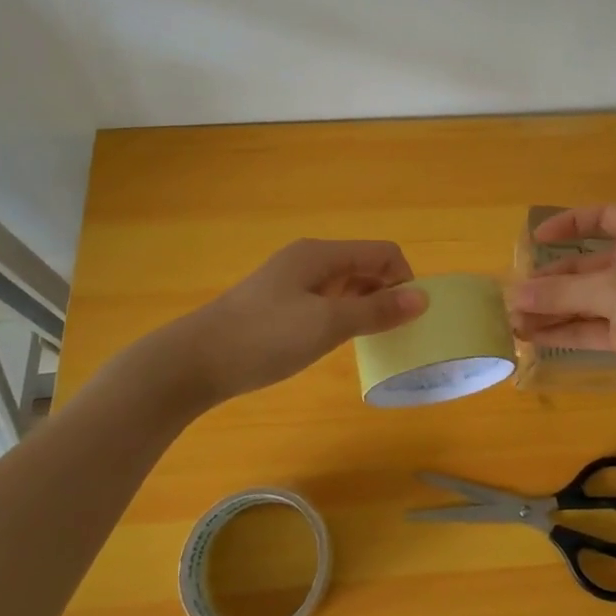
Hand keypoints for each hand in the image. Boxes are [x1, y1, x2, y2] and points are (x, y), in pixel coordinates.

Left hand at [120, 239, 427, 406]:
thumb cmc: (264, 338)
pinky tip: (338, 340)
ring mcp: (291, 282)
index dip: (404, 280)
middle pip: (365, 265)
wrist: (193, 362)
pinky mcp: (279, 304)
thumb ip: (376, 310)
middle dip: (387, 292)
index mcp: (321, 254)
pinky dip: (343, 314)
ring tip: (372, 338)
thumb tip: (423, 298)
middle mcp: (309, 260)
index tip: (409, 318)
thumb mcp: (327, 324)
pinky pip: (326, 300)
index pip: (383, 253)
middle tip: (395, 331)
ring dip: (366, 304)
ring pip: (346, 284)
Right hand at [505, 205, 615, 395]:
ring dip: (552, 310)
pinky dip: (566, 331)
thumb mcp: (611, 290)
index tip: (536, 239)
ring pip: (585, 300)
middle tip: (511, 296)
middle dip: (549, 282)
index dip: (568, 225)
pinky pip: (592, 327)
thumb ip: (561, 293)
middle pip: (585, 267)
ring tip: (512, 321)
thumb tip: (514, 293)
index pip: (600, 217)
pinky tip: (534, 338)